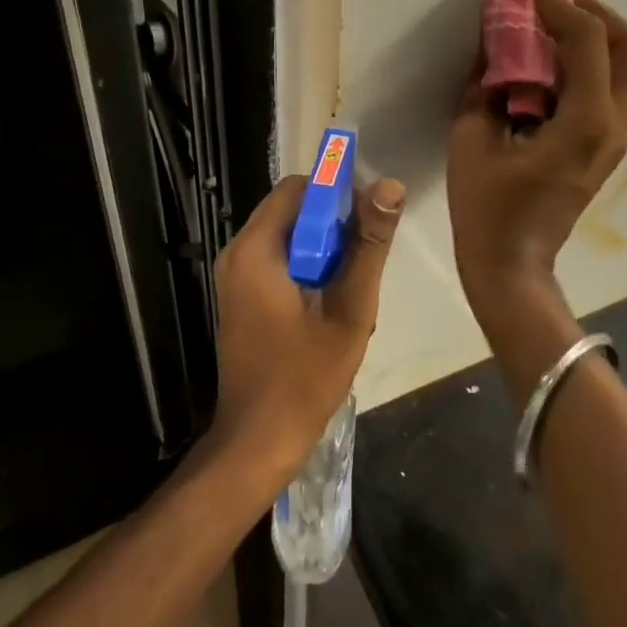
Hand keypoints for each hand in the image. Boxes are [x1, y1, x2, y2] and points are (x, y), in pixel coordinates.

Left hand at [209, 172, 406, 485]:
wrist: (259, 440)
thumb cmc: (305, 377)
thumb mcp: (350, 309)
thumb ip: (369, 245)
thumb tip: (390, 186)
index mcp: (256, 250)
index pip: (298, 188)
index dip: (337, 192)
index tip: (370, 217)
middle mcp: (238, 254)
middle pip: (292, 211)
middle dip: (333, 225)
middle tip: (364, 259)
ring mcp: (236, 277)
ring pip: (289, 237)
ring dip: (324, 251)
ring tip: (351, 287)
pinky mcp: (241, 297)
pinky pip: (279, 261)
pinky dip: (308, 269)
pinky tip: (331, 304)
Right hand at [447, 0, 626, 343]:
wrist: (512, 265)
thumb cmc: (486, 207)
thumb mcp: (471, 138)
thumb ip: (484, 84)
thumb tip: (494, 44)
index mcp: (585, 122)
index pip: (588, 40)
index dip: (561, 3)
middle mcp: (614, 124)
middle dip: (596, 11)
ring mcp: (616, 138)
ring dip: (596, 36)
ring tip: (552, 23)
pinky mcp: (606, 147)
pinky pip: (611, 88)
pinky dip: (590, 62)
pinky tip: (551, 61)